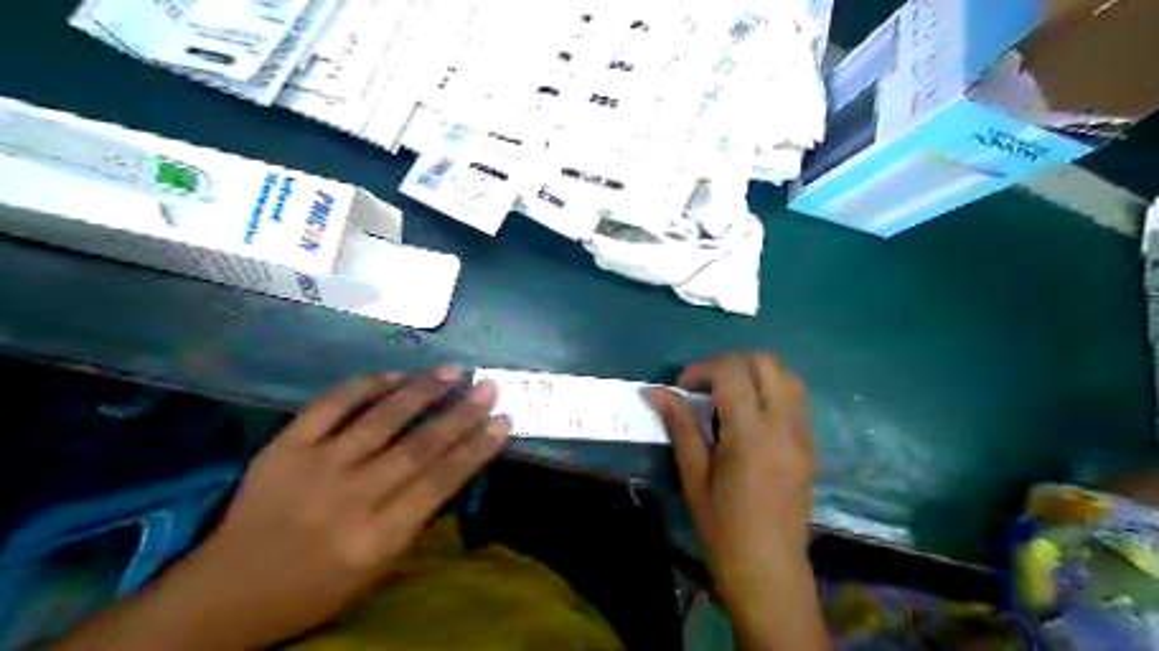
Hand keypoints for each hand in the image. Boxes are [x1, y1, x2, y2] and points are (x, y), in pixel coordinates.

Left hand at [51, 365, 507, 650]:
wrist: (225, 593)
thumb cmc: (314, 589)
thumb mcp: (377, 571)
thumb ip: (415, 520)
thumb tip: (450, 467)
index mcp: (377, 537)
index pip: (440, 482)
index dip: (476, 448)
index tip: (503, 421)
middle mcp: (351, 497)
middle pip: (418, 446)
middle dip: (461, 414)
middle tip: (489, 387)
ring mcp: (315, 466)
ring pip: (381, 418)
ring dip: (422, 390)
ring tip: (453, 371)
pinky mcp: (285, 447)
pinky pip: (332, 405)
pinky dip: (367, 385)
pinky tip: (395, 374)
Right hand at [647, 355, 828, 649]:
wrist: (769, 573)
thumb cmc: (723, 529)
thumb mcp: (694, 477)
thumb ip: (680, 426)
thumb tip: (656, 391)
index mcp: (751, 435)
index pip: (733, 373)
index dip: (703, 369)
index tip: (683, 388)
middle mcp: (784, 426)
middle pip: (766, 363)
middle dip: (730, 362)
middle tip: (705, 385)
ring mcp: (802, 435)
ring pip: (787, 376)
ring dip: (755, 373)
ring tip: (728, 395)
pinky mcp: (809, 446)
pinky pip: (796, 399)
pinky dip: (772, 390)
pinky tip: (750, 414)